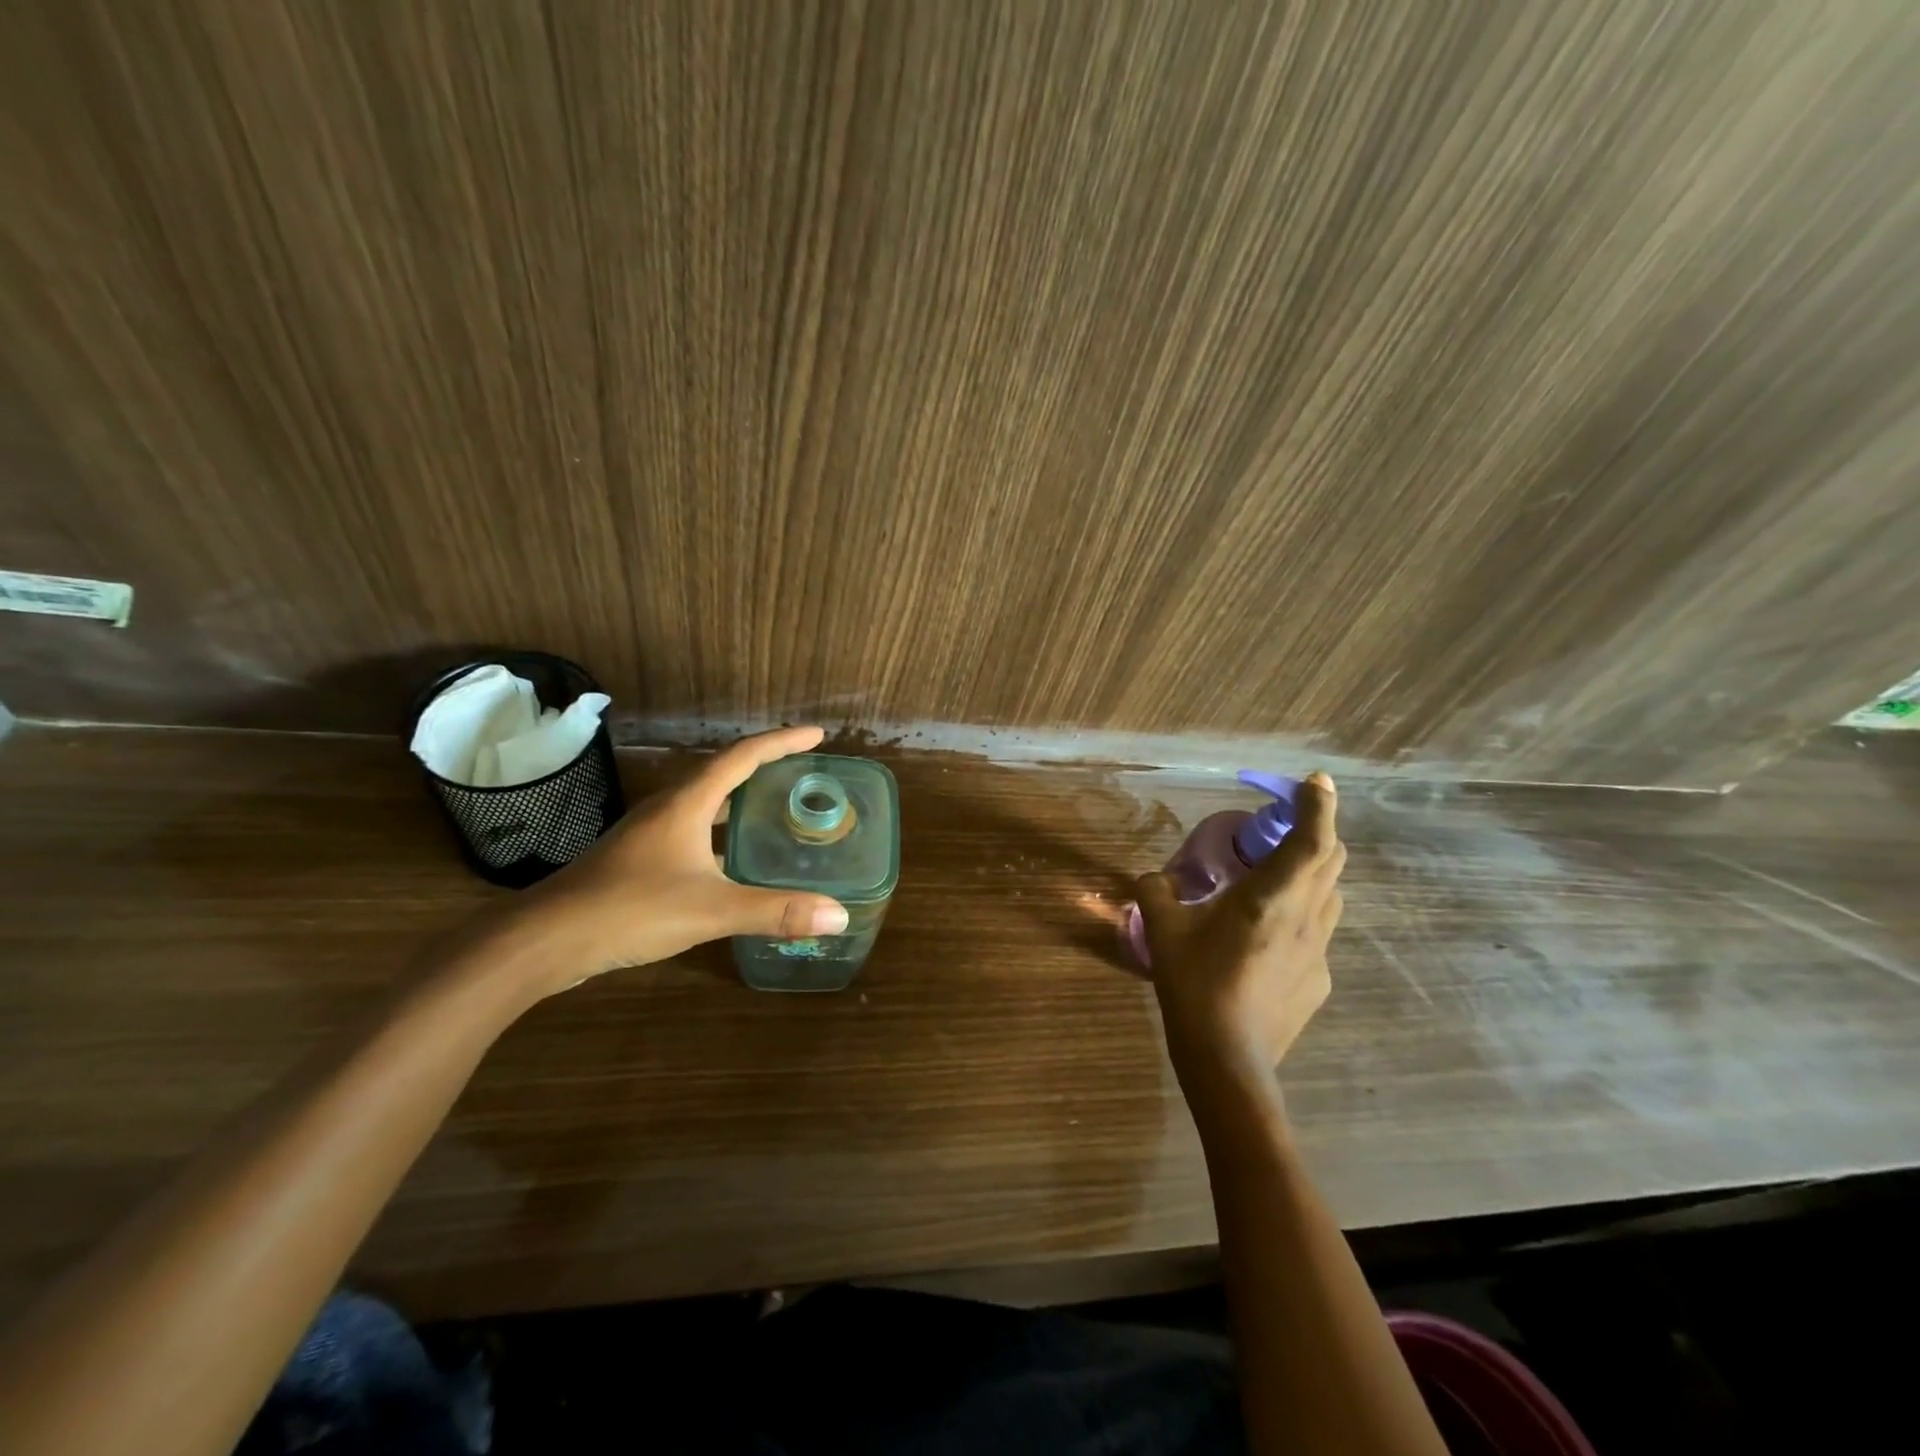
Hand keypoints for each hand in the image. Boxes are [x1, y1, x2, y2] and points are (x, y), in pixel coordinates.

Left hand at [474, 726, 849, 997]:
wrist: (545, 940)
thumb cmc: (630, 910)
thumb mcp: (711, 910)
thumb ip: (775, 911)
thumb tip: (839, 914)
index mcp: (688, 803)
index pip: (743, 757)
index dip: (782, 742)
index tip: (817, 735)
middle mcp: (669, 808)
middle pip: (723, 772)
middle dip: (765, 765)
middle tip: (803, 771)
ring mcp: (649, 833)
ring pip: (705, 801)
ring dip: (741, 797)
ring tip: (777, 807)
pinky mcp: (638, 858)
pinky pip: (692, 828)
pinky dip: (721, 829)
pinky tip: (733, 859)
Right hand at [1136, 772, 1345, 1083]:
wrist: (1228, 1061)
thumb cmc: (1195, 984)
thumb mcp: (1164, 931)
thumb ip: (1155, 892)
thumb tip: (1153, 879)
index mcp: (1271, 898)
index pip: (1311, 839)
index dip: (1319, 805)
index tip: (1317, 780)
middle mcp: (1307, 919)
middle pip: (1332, 861)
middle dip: (1316, 832)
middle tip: (1278, 829)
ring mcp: (1320, 953)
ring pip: (1330, 896)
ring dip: (1312, 873)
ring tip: (1274, 879)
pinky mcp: (1319, 981)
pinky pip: (1317, 933)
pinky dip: (1300, 917)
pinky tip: (1264, 940)